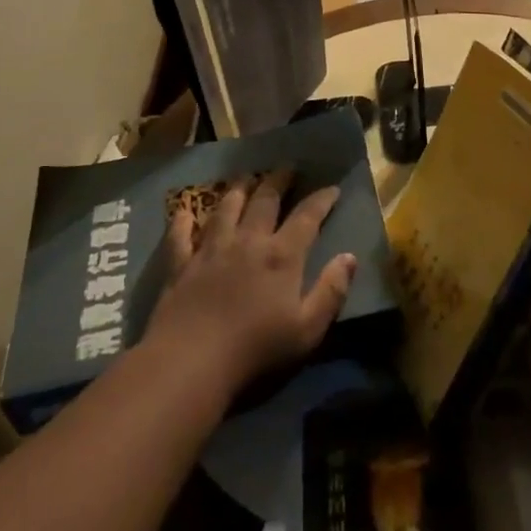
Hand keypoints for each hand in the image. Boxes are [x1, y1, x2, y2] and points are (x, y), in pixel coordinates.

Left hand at [142, 169, 354, 399]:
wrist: (190, 362)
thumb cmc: (256, 350)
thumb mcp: (308, 329)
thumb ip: (331, 291)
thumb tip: (350, 257)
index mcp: (282, 256)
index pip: (307, 216)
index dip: (322, 199)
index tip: (332, 187)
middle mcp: (248, 242)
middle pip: (265, 201)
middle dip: (278, 181)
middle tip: (287, 168)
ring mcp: (211, 250)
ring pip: (226, 208)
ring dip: (238, 189)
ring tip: (246, 177)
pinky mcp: (181, 265)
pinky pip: (181, 235)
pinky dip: (182, 221)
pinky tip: (183, 211)